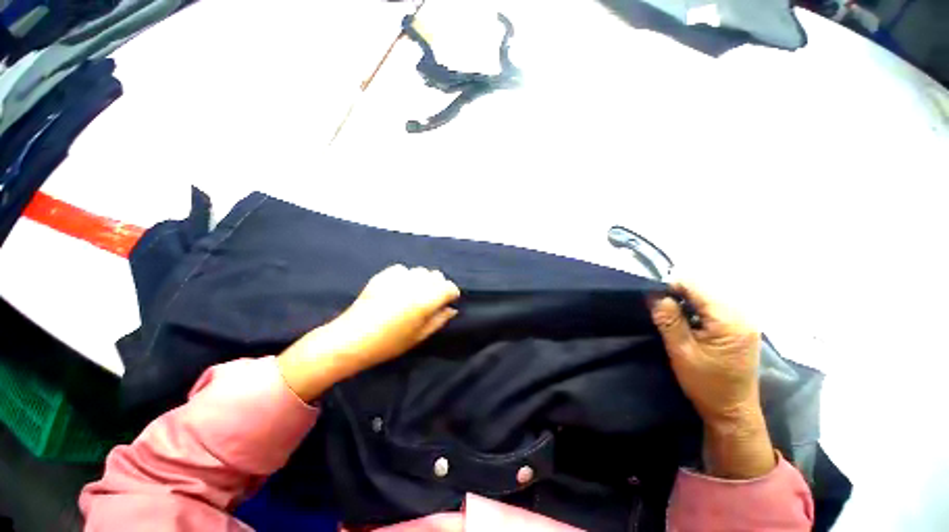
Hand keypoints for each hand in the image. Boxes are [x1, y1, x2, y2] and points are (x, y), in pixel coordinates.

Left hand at [279, 265, 459, 401]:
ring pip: (420, 271)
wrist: (352, 339)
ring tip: (413, 294)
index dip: (450, 295)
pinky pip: (403, 270)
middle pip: (436, 276)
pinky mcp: (383, 275)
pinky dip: (405, 277)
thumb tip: (451, 309)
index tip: (446, 303)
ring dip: (422, 281)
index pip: (449, 287)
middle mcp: (415, 284)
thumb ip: (439, 320)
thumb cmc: (389, 343)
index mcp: (426, 300)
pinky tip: (398, 289)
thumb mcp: (419, 336)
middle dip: (437, 286)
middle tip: (429, 301)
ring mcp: (398, 277)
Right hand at [651, 282, 774, 478]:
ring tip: (674, 315)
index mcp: (729, 321)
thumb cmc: (706, 384)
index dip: (673, 287)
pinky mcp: (743, 327)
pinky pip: (718, 306)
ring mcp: (746, 321)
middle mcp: (743, 315)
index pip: (697, 286)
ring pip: (711, 295)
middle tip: (662, 308)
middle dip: (680, 293)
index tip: (655, 298)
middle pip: (706, 288)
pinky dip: (700, 308)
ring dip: (689, 300)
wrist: (733, 410)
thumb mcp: (681, 352)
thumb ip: (668, 320)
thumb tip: (655, 295)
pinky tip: (690, 321)